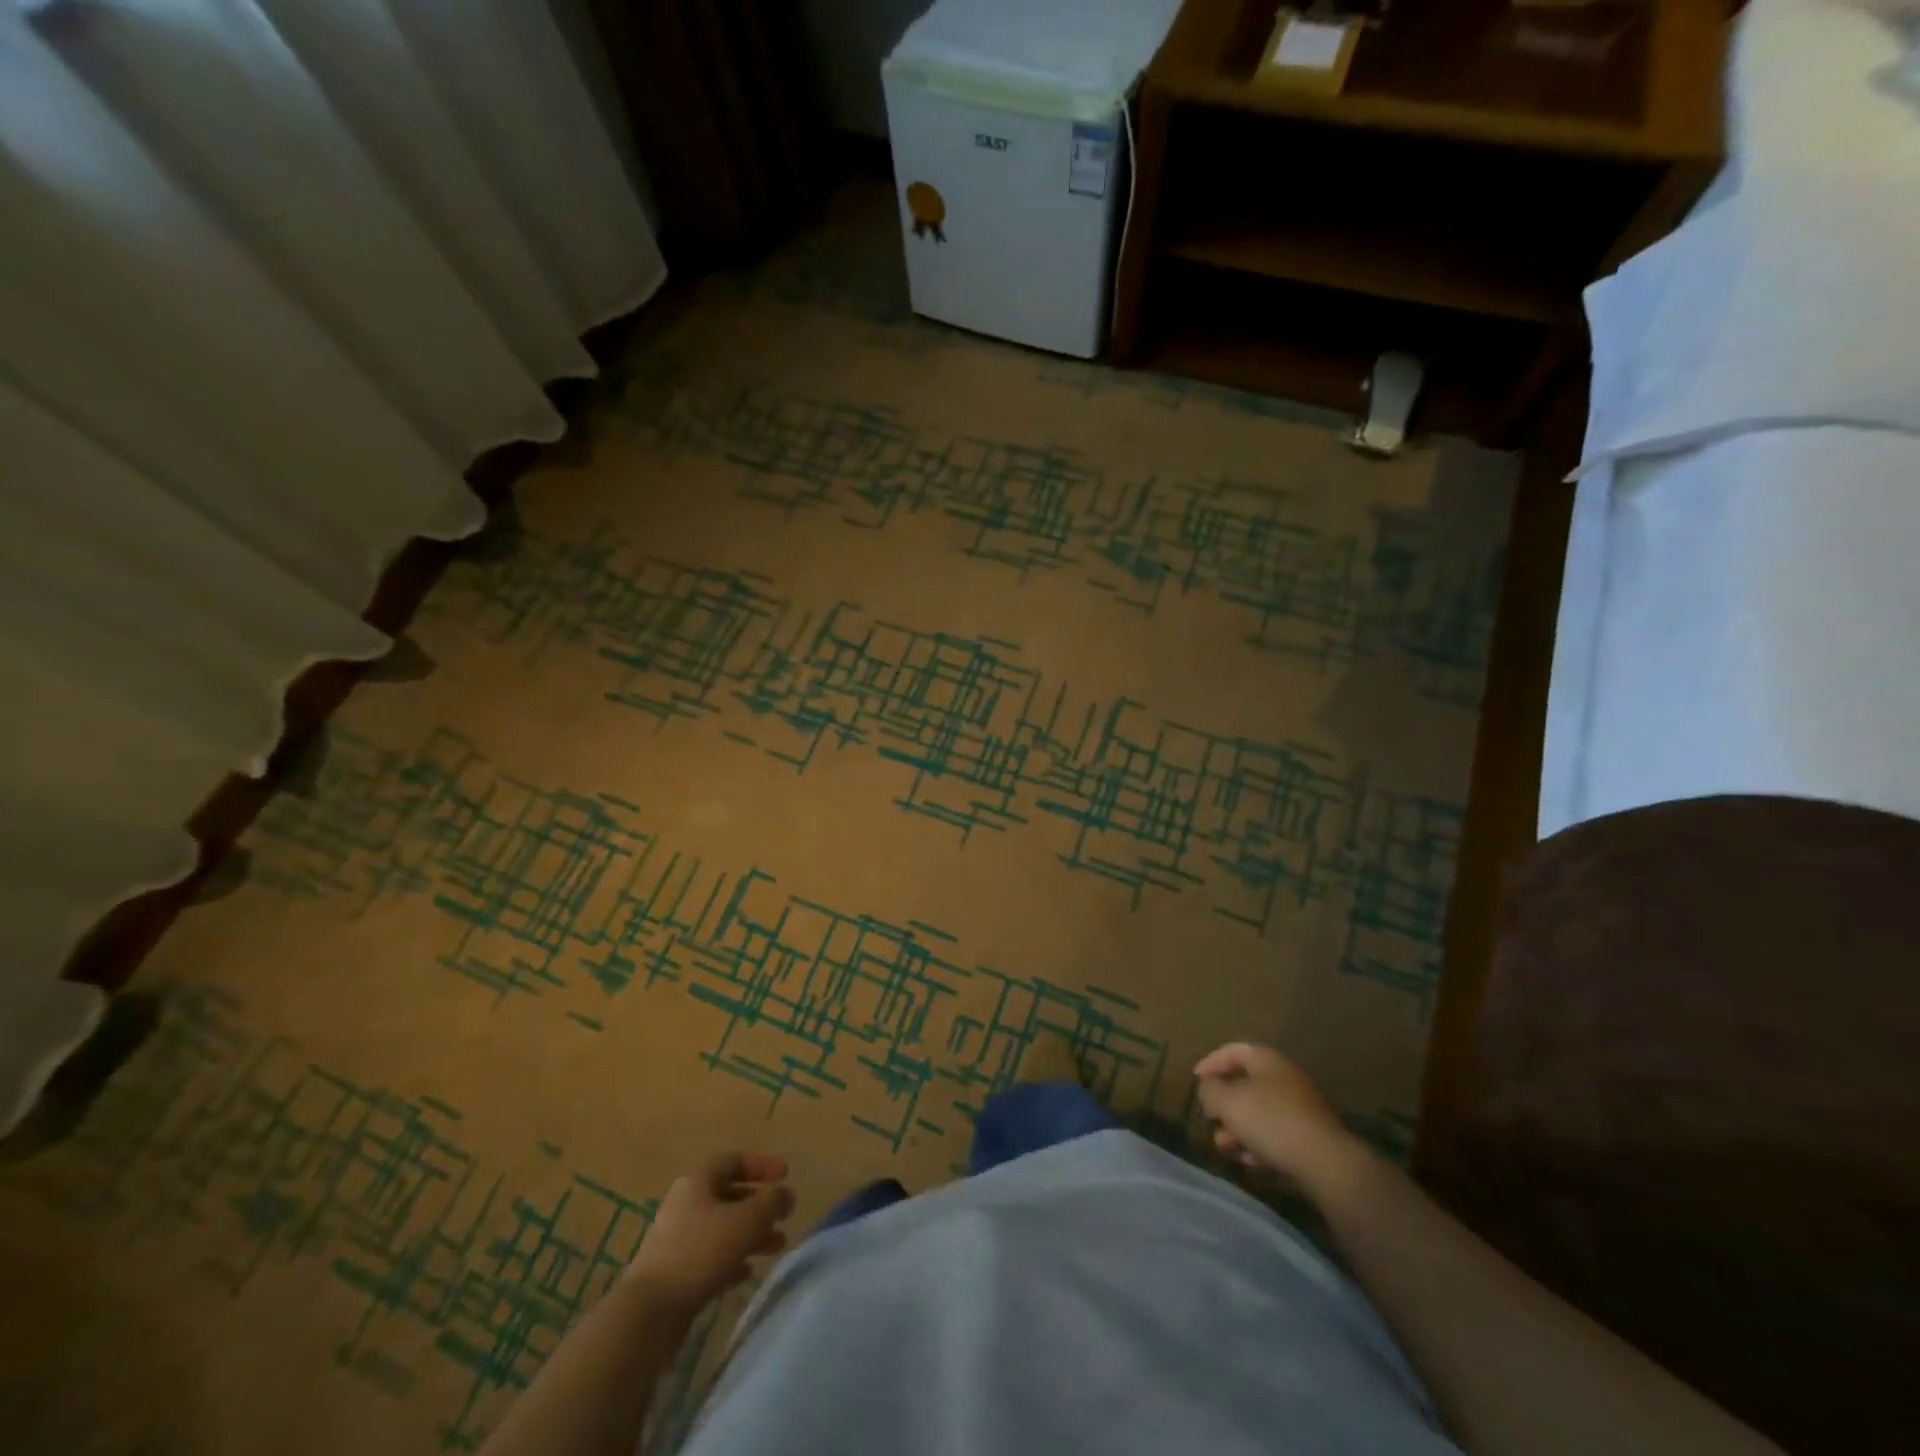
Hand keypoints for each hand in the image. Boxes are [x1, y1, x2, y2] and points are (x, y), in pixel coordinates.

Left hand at [626, 1152, 795, 1315]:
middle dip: (760, 1205)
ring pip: (722, 1229)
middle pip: (729, 1196)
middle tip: (784, 1215)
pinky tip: (748, 1272)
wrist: (649, 1313)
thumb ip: (771, 1203)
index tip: (786, 1175)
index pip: (734, 1161)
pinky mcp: (675, 1274)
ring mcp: (677, 1241)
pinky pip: (711, 1258)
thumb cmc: (701, 1252)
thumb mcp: (747, 1220)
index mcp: (698, 1182)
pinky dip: (733, 1260)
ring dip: (751, 1234)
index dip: (762, 1165)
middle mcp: (685, 1205)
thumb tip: (786, 1194)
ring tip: (777, 1247)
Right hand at [1194, 1042, 1355, 1179]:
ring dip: (1238, 1128)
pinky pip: (1276, 1133)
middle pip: (1245, 1084)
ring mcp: (1300, 1107)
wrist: (1325, 1162)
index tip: (1196, 1079)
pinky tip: (1249, 1160)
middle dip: (1224, 1104)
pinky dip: (1259, 1143)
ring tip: (1225, 1146)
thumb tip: (1209, 1089)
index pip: (1233, 1051)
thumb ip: (1210, 1090)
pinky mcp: (1309, 1135)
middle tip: (1210, 1119)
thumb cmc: (1270, 1120)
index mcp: (1267, 1060)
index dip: (1211, 1062)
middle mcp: (1285, 1077)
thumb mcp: (1228, 1101)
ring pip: (1259, 1112)